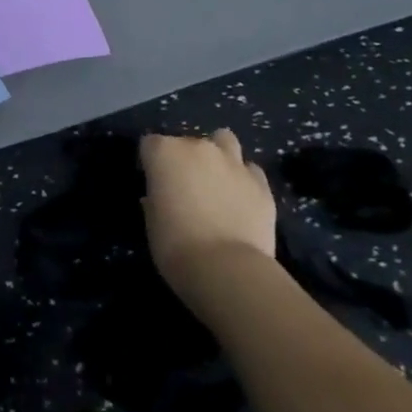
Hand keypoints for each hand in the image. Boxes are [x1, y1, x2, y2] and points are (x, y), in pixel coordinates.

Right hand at [140, 130, 276, 282]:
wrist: (228, 269)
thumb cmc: (176, 246)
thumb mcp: (152, 223)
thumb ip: (155, 201)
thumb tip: (159, 198)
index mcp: (164, 152)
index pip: (150, 144)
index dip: (150, 163)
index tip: (153, 184)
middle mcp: (198, 147)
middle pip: (187, 142)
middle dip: (185, 160)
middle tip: (185, 188)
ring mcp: (233, 162)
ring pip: (224, 141)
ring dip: (219, 155)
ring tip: (217, 180)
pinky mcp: (261, 184)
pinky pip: (250, 170)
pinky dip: (244, 179)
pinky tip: (242, 199)